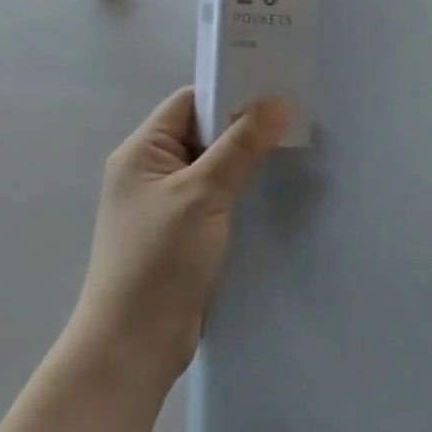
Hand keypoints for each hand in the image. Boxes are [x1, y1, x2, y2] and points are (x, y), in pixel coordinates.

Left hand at [70, 87, 288, 390]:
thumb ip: (241, 146)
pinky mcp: (184, 232)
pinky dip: (243, 188)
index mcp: (142, 152)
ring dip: (247, 158)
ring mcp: (167, 203)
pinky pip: (218, 195)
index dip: (229, 91)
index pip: (189, 102)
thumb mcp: (203, 194)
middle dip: (245, 125)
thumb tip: (277, 101)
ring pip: (214, 165)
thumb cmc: (160, 259)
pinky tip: (275, 187)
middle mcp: (151, 171)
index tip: (276, 88)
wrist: (135, 344)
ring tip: (293, 147)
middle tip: (295, 116)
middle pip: (204, 132)